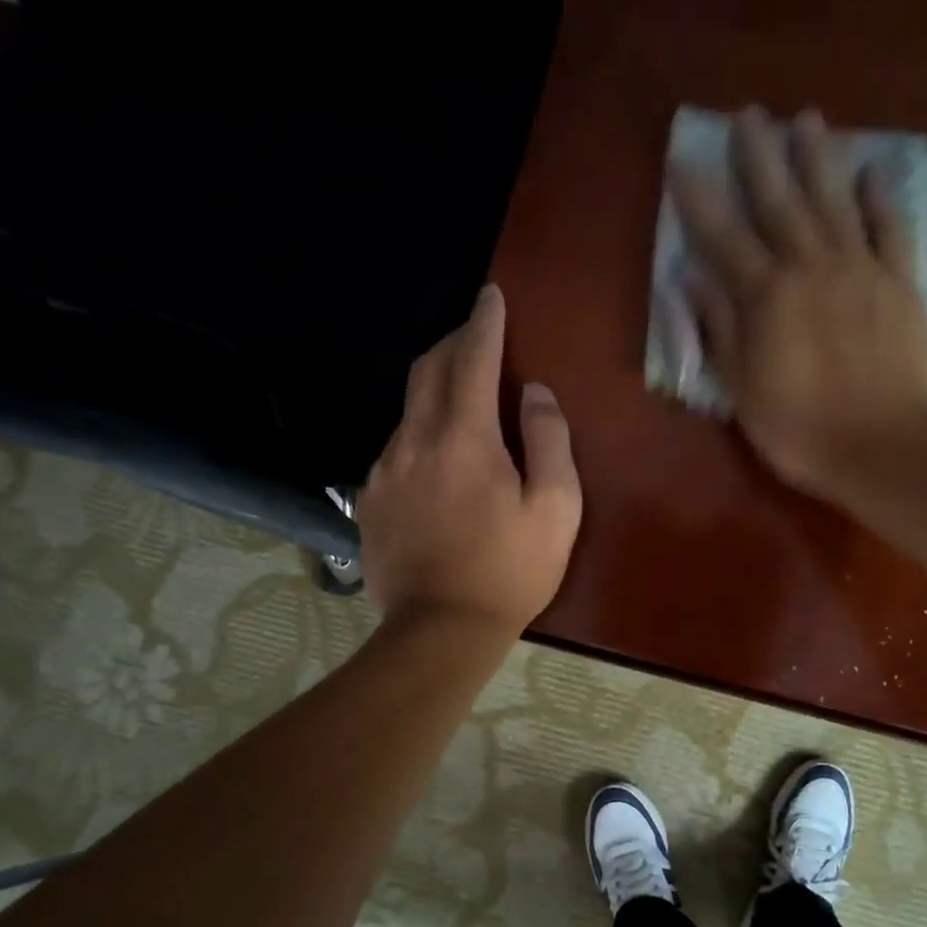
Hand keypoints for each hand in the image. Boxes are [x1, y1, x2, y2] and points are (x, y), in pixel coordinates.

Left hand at [358, 284, 581, 634]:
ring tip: (461, 394)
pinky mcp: (370, 499)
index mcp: (465, 438)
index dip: (484, 322)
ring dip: (435, 387)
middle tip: (475, 333)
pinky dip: (420, 431)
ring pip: (408, 408)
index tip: (490, 296)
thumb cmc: (509, 571)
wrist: (439, 630)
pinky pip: (396, 446)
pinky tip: (436, 454)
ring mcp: (384, 470)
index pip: (473, 359)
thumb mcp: (556, 508)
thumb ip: (549, 441)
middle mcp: (415, 441)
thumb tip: (536, 394)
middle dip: (453, 342)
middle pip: (429, 369)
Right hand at [669, 106, 926, 497]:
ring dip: (817, 159)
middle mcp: (811, 268)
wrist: (888, 446)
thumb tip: (690, 278)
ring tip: (806, 118)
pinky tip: (874, 170)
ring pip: (834, 202)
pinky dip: (881, 197)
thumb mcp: (742, 390)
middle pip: (780, 202)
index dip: (700, 200)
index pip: (724, 238)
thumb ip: (719, 328)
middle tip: (747, 115)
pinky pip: (890, 228)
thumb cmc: (802, 429)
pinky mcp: (900, 283)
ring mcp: (861, 270)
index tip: (683, 161)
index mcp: (766, 297)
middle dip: (759, 157)